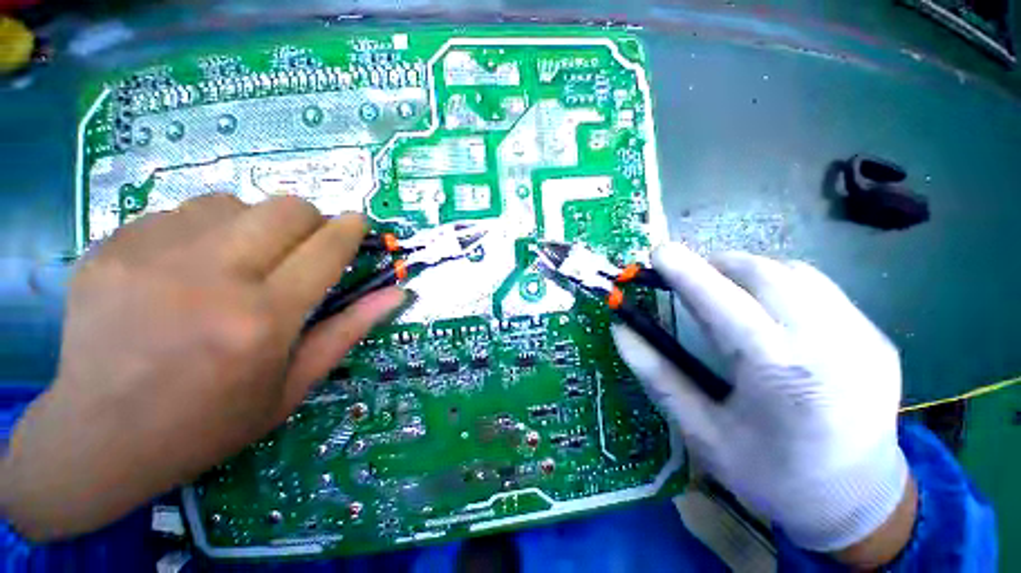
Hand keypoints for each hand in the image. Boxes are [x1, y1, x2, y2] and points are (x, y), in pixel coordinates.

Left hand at [1, 194, 404, 540]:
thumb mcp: (295, 386)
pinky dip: (203, 232)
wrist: (98, 439)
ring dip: (254, 224)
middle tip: (304, 245)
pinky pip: (179, 214)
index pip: (326, 249)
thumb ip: (350, 329)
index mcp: (262, 321)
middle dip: (309, 219)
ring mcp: (151, 257)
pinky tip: (187, 269)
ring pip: (232, 202)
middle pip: (284, 209)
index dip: (350, 229)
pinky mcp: (111, 247)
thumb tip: (399, 293)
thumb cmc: (210, 422)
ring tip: (240, 261)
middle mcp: (210, 279)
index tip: (358, 223)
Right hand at [612, 243, 914, 564]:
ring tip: (724, 290)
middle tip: (688, 277)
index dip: (688, 273)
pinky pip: (820, 289)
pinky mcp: (876, 338)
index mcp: (782, 377)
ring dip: (749, 271)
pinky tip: (766, 310)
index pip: (726, 304)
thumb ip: (658, 374)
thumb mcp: (701, 432)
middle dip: (717, 265)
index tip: (659, 252)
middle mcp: (832, 347)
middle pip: (766, 275)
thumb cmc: (771, 476)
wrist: (857, 504)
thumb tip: (621, 330)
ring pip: (796, 273)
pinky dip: (781, 284)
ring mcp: (863, 339)